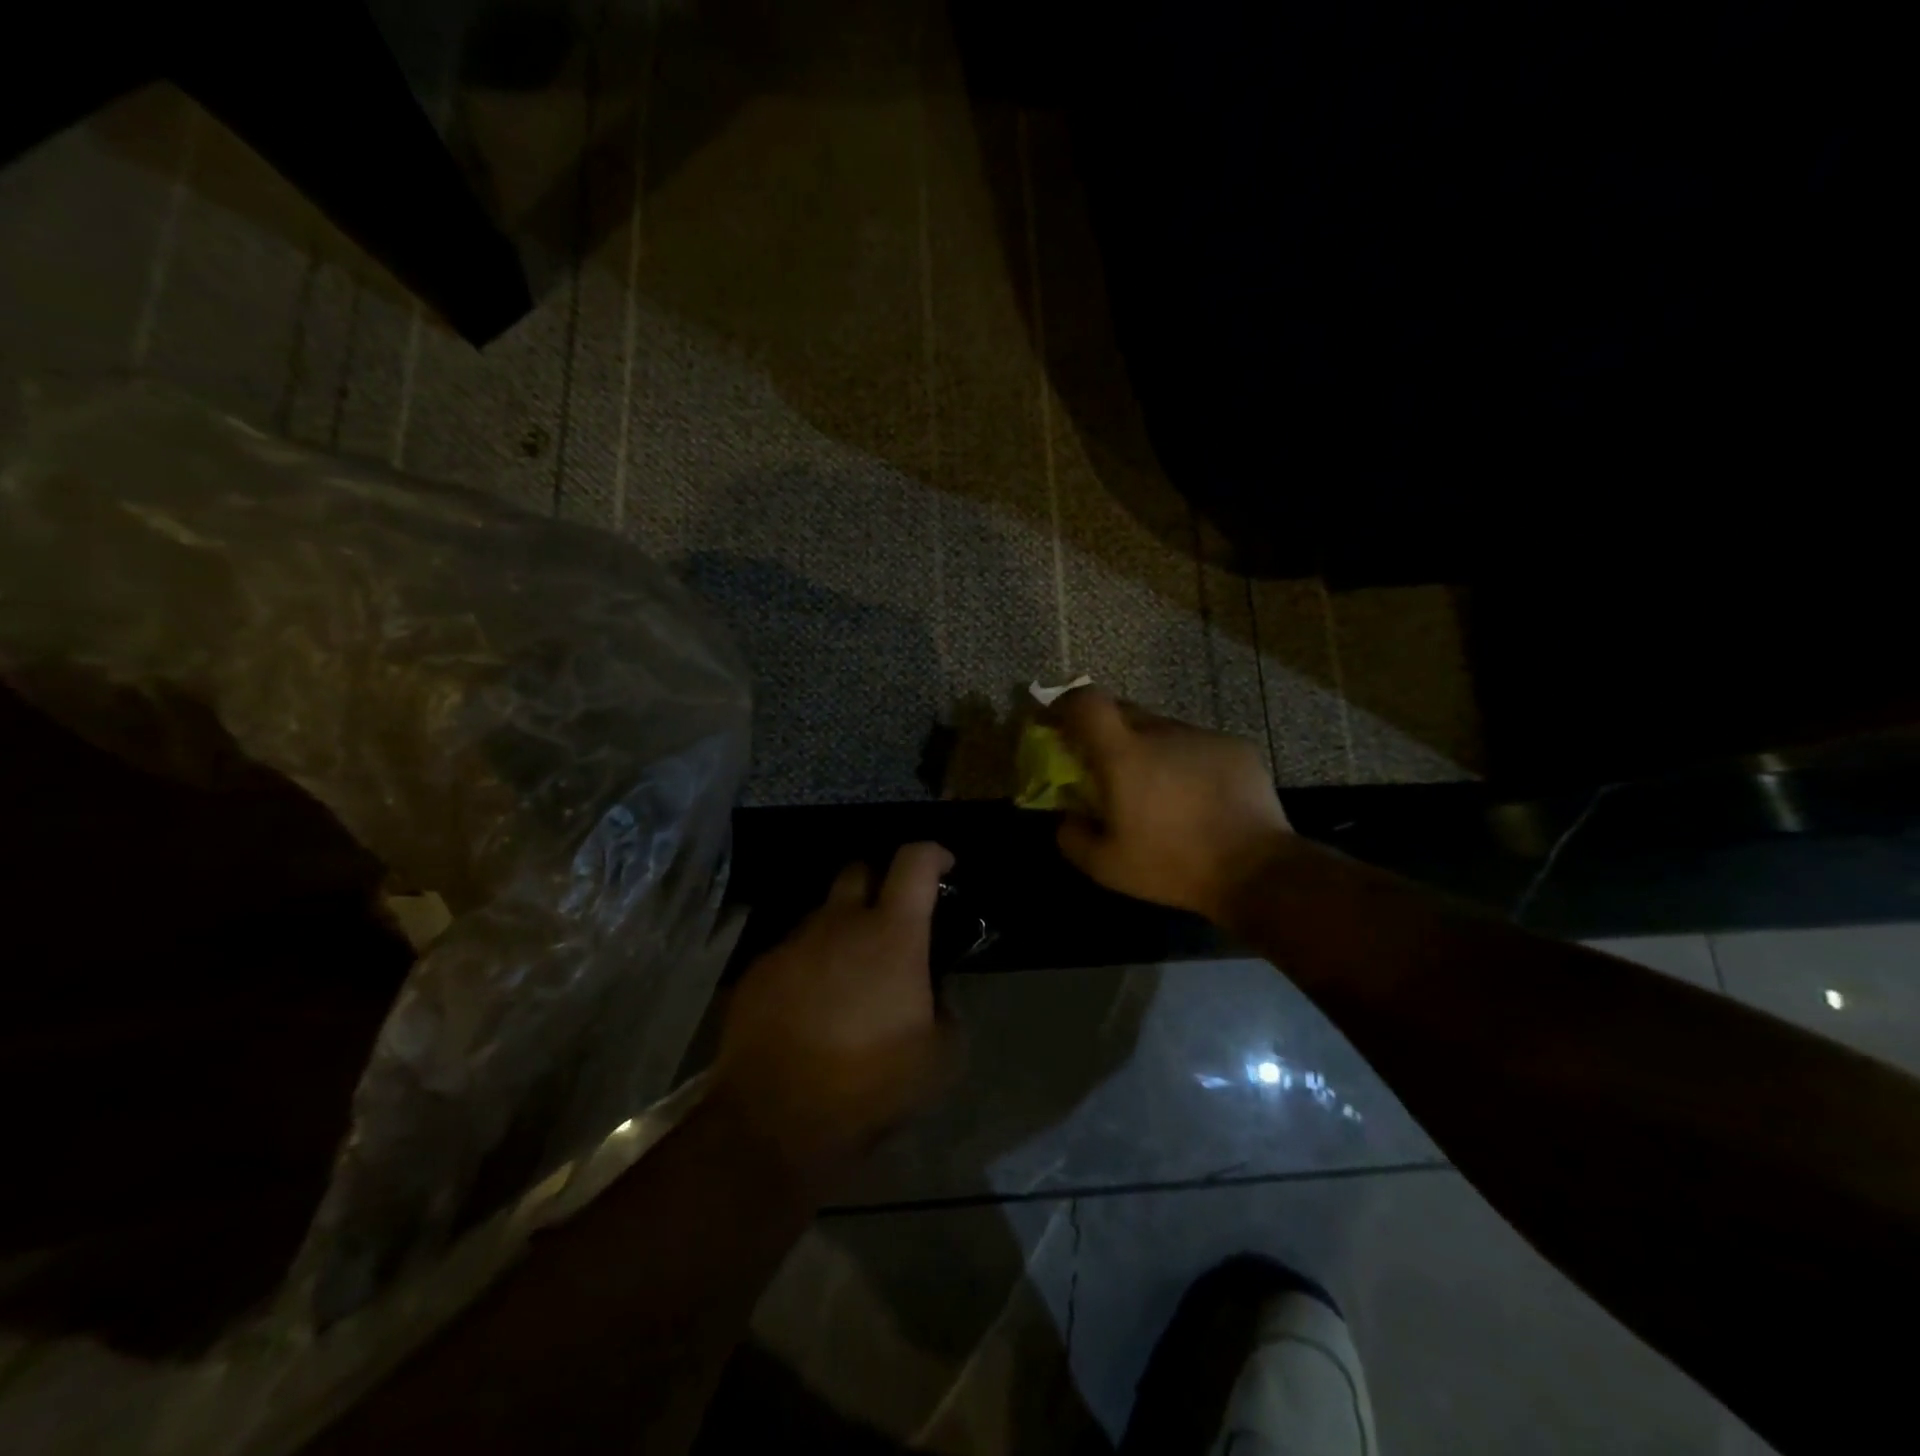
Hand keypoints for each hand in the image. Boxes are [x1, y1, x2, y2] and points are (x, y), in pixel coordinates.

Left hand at [713, 842, 958, 1182]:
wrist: (776, 1118)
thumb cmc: (871, 1083)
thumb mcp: (940, 1058)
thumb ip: (946, 1014)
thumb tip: (935, 998)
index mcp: (892, 933)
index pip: (915, 862)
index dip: (933, 853)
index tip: (944, 865)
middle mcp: (840, 923)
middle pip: (859, 870)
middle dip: (878, 883)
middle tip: (890, 921)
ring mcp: (794, 944)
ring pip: (822, 914)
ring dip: (841, 931)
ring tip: (848, 977)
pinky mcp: (758, 971)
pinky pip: (792, 952)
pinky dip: (808, 966)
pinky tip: (810, 1008)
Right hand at [1049, 688, 1290, 923]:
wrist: (1257, 871)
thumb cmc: (1172, 866)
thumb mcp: (1106, 867)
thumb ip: (1072, 836)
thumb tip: (1067, 817)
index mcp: (1124, 754)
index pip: (1086, 702)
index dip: (1065, 704)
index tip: (1056, 722)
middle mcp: (1162, 732)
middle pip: (1123, 711)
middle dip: (1104, 731)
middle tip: (1104, 764)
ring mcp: (1203, 736)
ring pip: (1162, 730)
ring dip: (1148, 749)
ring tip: (1157, 789)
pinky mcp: (1235, 747)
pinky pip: (1196, 745)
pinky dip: (1185, 761)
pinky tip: (1196, 797)